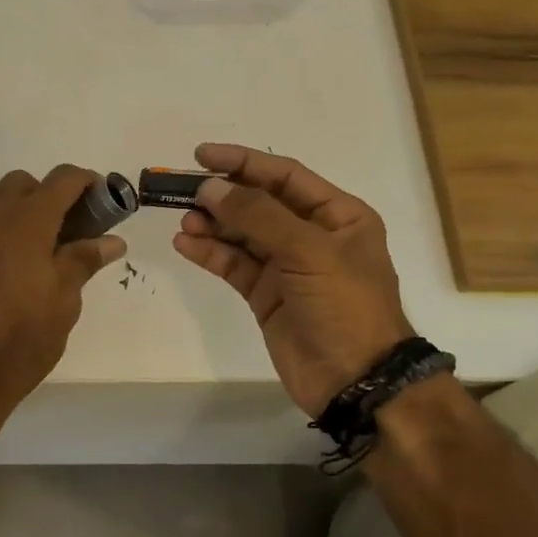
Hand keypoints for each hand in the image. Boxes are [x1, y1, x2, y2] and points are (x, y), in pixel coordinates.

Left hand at [0, 165, 126, 429]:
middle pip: (22, 183)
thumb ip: (83, 261)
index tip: (100, 199)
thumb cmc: (23, 337)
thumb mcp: (65, 301)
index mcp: (28, 222)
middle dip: (47, 195)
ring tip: (28, 239)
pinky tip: (1, 264)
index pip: (62, 180)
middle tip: (65, 230)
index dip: (85, 182)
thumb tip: (111, 240)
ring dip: (11, 204)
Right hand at [172, 143, 412, 416]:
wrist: (355, 380)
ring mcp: (287, 267)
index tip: (202, 155)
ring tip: (184, 222)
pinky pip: (234, 265)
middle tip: (182, 191)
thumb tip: (211, 188)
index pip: (284, 176)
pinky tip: (186, 244)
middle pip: (258, 203)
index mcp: (337, 215)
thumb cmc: (345, 306)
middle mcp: (311, 235)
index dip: (244, 162)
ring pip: (242, 234)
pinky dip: (210, 253)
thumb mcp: (308, 252)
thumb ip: (257, 216)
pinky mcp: (266, 295)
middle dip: (222, 196)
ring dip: (212, 225)